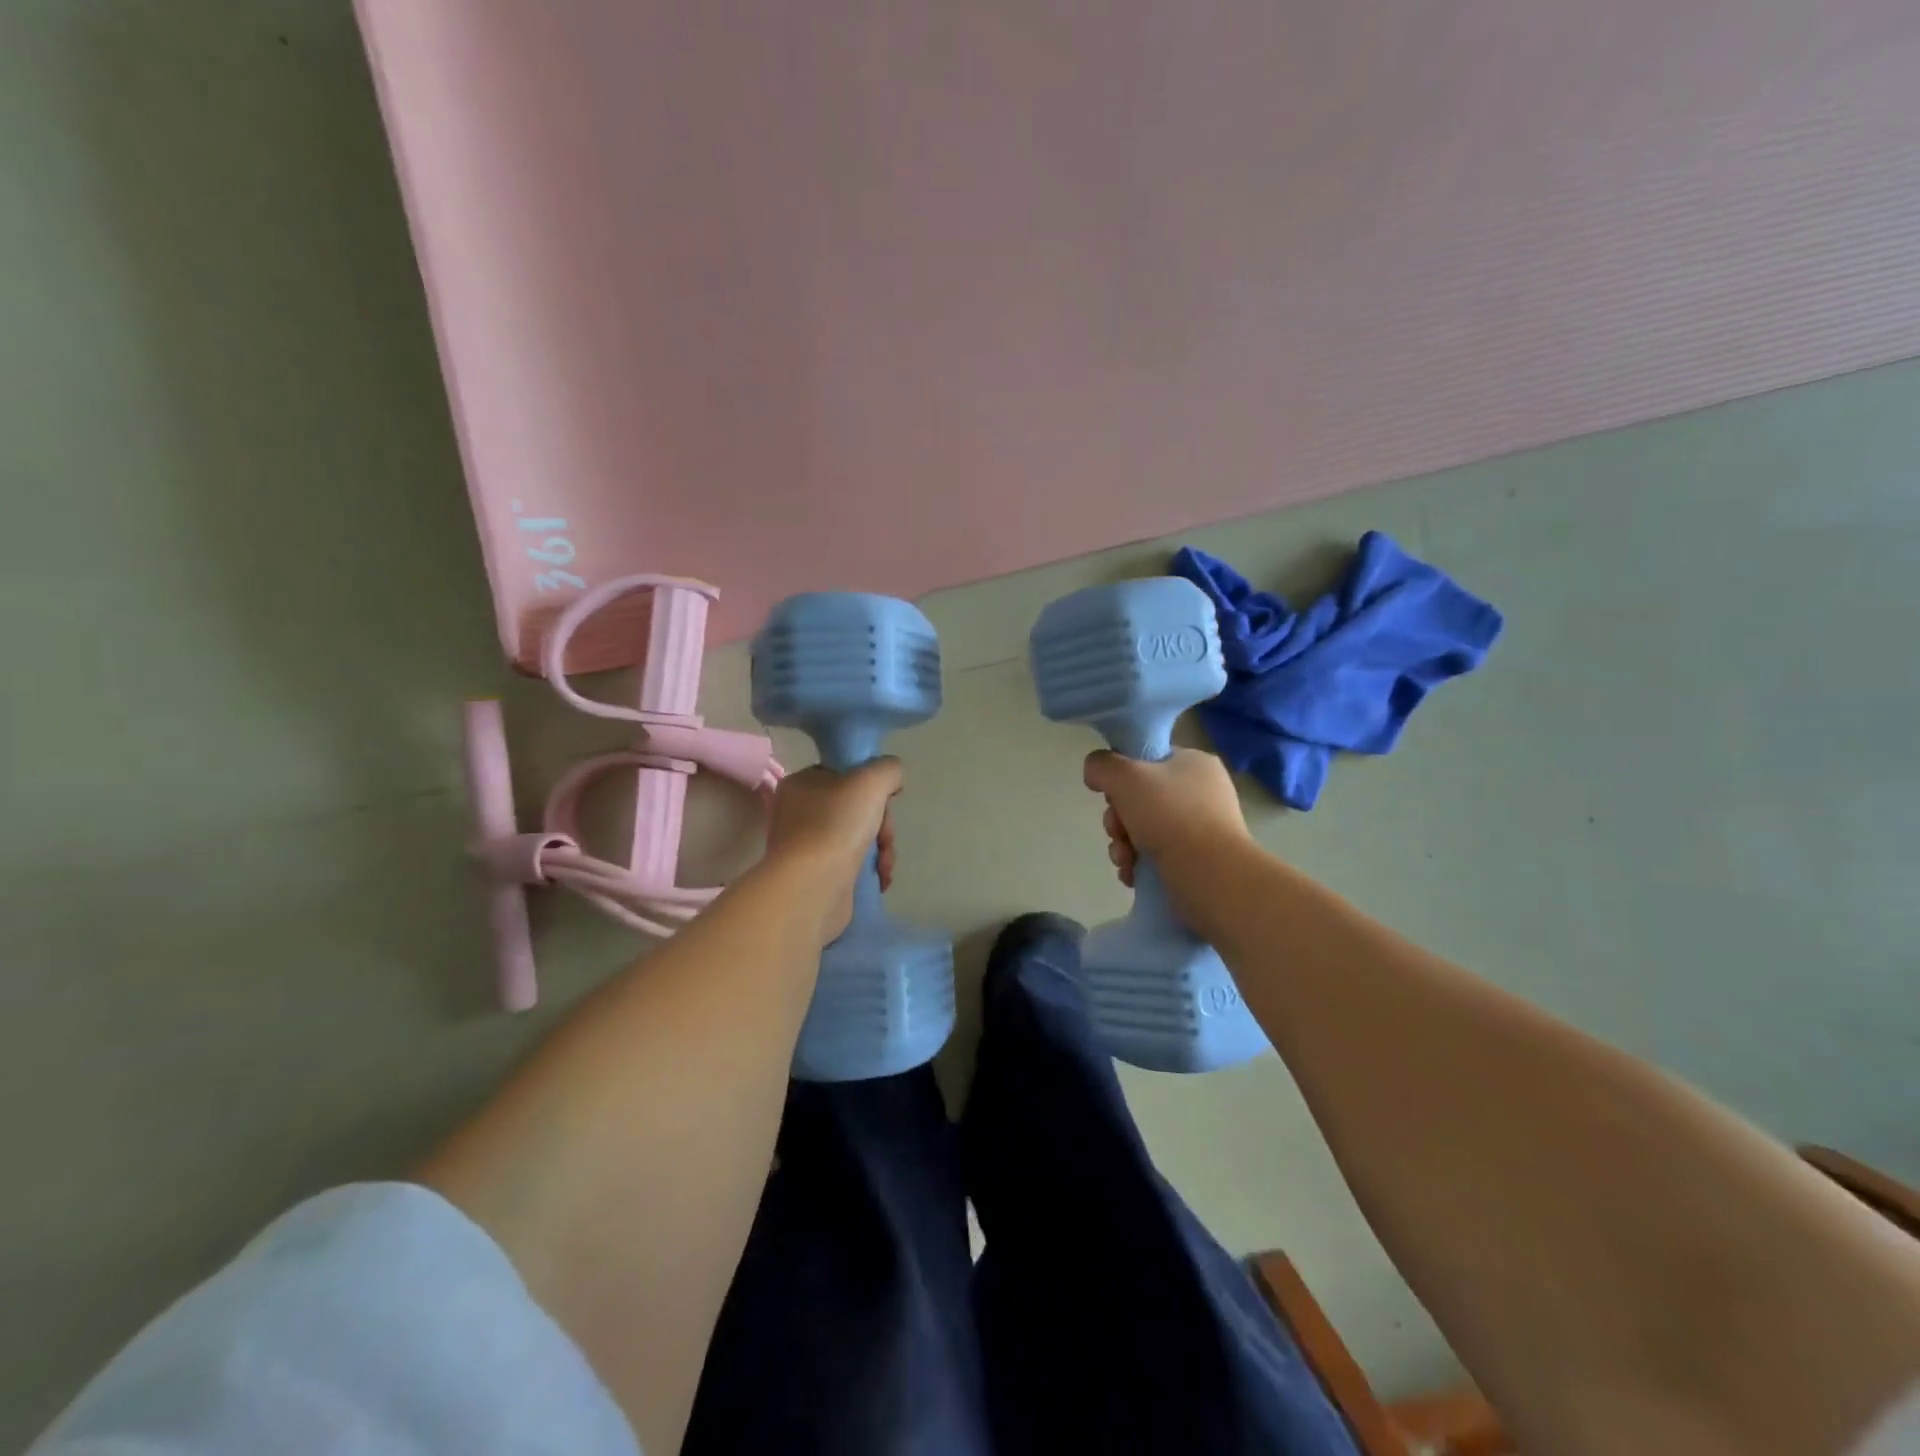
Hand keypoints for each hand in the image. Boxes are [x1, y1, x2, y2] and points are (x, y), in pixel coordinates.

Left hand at [765, 759, 900, 943]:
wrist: (813, 886)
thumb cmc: (837, 824)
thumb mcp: (871, 780)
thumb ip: (888, 769)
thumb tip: (892, 779)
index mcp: (802, 783)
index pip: (844, 774)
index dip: (872, 785)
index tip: (887, 799)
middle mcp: (799, 812)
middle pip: (857, 808)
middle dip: (882, 824)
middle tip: (886, 838)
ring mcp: (807, 846)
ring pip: (859, 836)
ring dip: (882, 849)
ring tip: (884, 865)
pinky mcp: (817, 875)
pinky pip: (853, 863)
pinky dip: (871, 869)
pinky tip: (880, 878)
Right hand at [1083, 748, 1249, 889]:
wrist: (1210, 875)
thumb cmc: (1170, 816)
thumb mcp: (1125, 776)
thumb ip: (1101, 765)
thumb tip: (1094, 772)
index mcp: (1194, 763)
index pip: (1147, 761)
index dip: (1122, 777)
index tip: (1112, 795)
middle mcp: (1201, 792)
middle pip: (1140, 798)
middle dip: (1118, 819)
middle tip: (1117, 831)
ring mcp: (1201, 829)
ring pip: (1144, 829)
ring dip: (1123, 844)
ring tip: (1124, 859)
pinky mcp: (1197, 861)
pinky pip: (1156, 855)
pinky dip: (1138, 864)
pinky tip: (1132, 873)